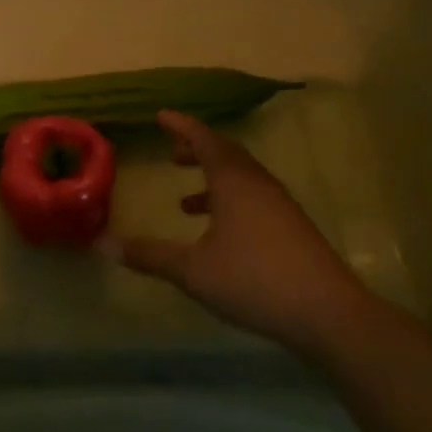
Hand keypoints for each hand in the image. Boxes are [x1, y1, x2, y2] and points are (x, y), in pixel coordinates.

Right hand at [118, 111, 375, 355]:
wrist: (330, 315)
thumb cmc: (255, 280)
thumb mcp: (192, 270)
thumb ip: (148, 255)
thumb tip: (101, 244)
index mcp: (234, 181)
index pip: (204, 138)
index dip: (181, 125)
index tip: (160, 116)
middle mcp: (258, 184)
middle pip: (225, 154)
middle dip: (197, 150)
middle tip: (172, 153)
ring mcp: (280, 206)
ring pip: (241, 178)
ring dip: (213, 179)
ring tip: (186, 199)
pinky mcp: (292, 229)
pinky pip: (254, 198)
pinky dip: (230, 201)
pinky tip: (219, 233)